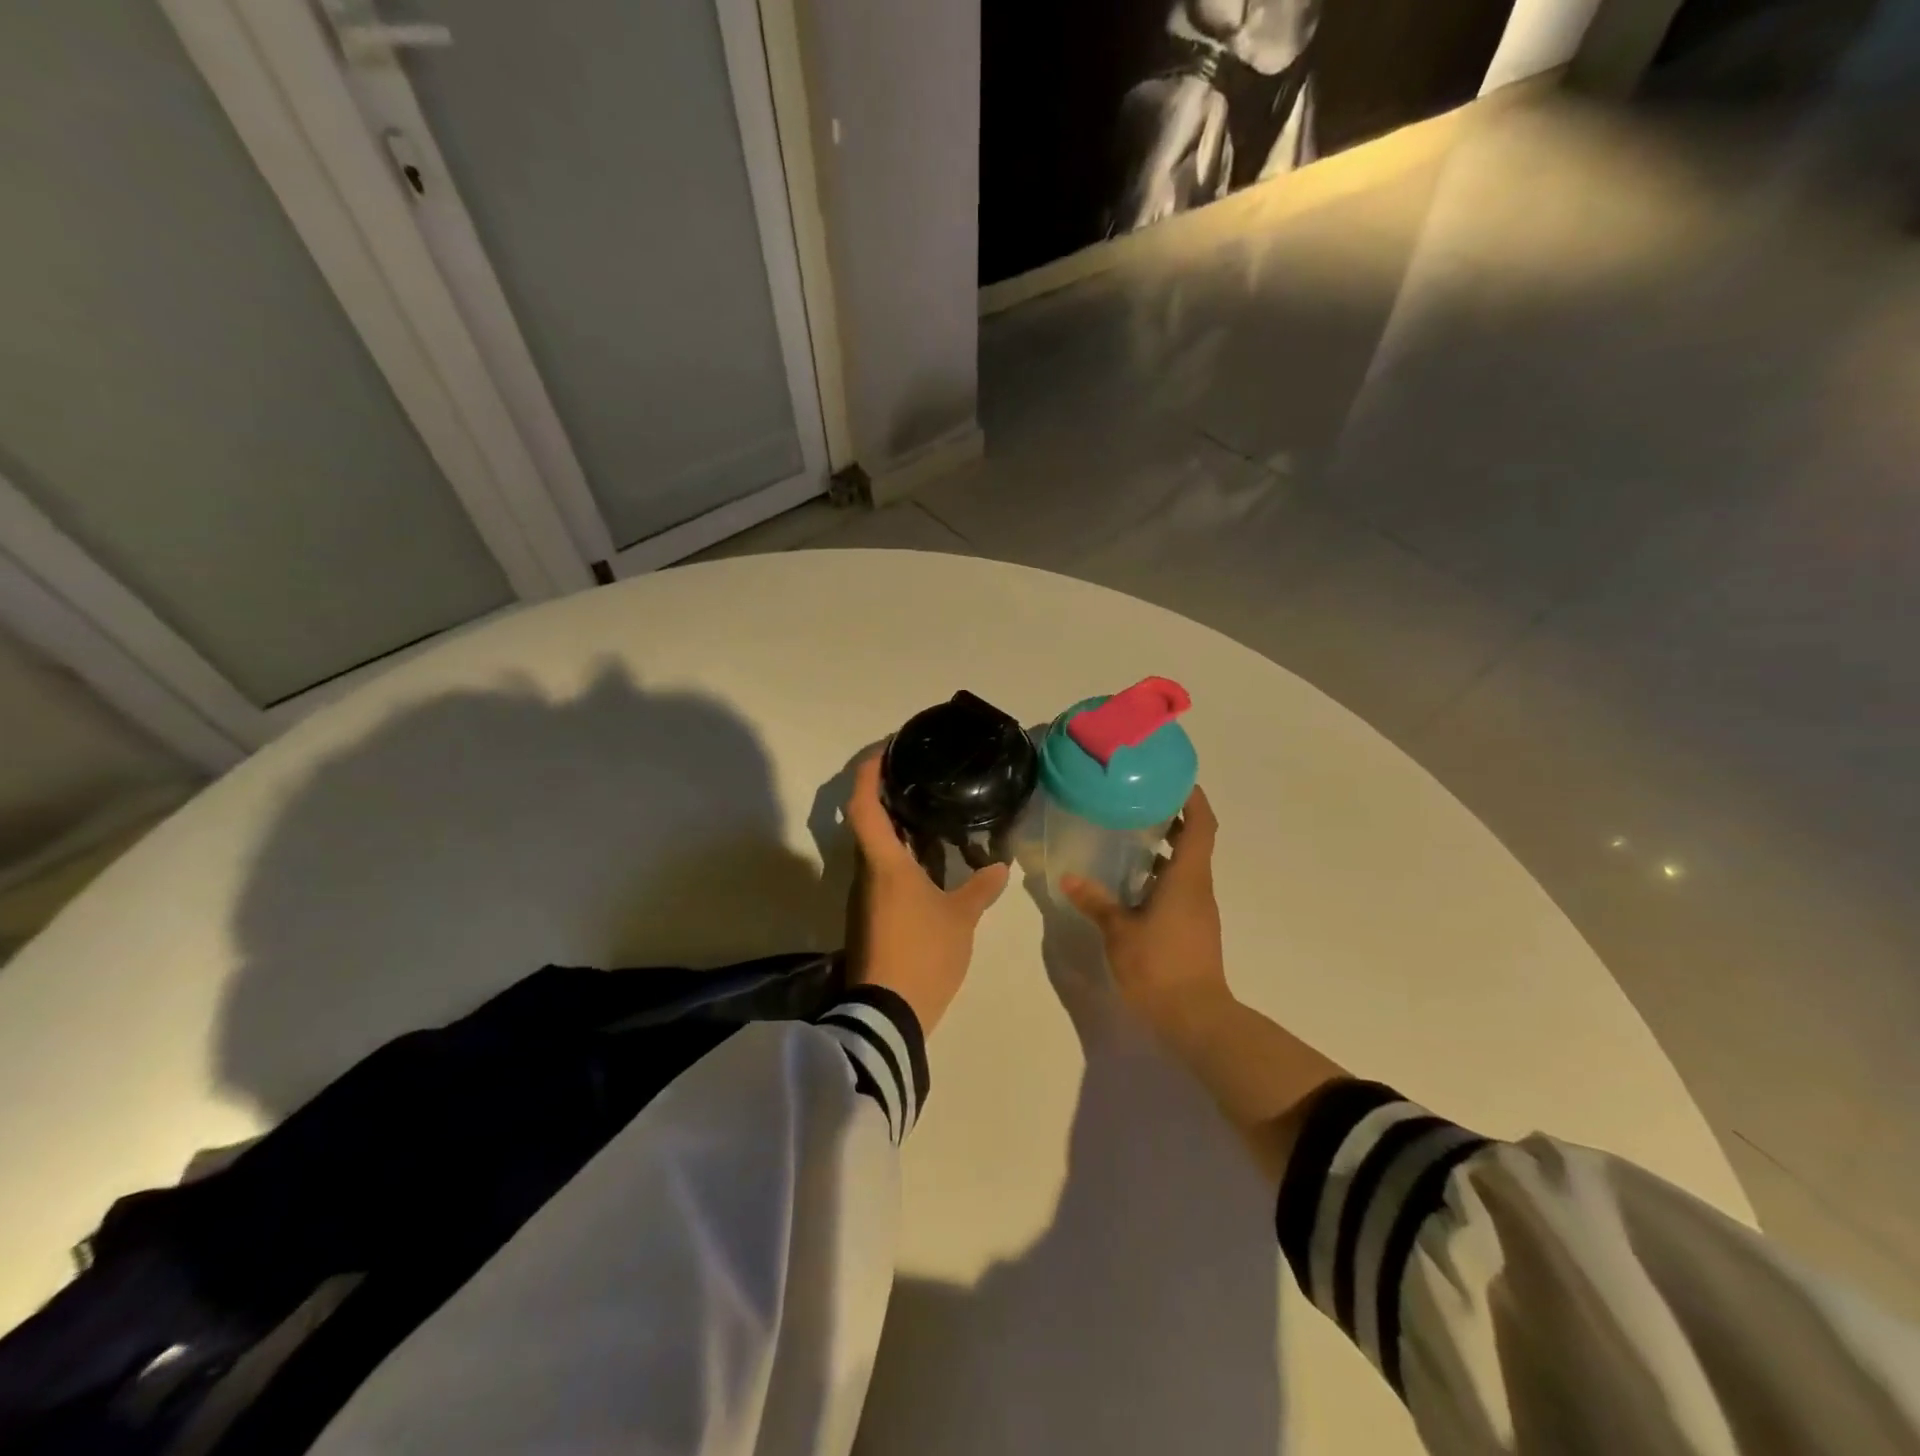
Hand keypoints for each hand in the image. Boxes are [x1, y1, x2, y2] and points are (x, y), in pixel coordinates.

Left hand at [844, 753, 1008, 1033]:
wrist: (887, 1014)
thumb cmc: (922, 954)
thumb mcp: (960, 919)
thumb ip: (980, 888)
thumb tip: (999, 865)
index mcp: (883, 863)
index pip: (864, 804)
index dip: (869, 772)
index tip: (885, 749)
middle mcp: (865, 873)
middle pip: (867, 823)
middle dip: (888, 796)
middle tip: (921, 778)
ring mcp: (863, 898)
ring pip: (876, 850)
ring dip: (897, 829)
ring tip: (932, 814)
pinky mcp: (869, 918)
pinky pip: (882, 874)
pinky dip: (901, 857)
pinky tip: (930, 861)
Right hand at [1060, 785, 1231, 1050]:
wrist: (1195, 1018)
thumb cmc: (1159, 966)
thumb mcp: (1119, 931)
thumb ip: (1096, 901)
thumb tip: (1069, 878)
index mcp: (1187, 878)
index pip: (1202, 825)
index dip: (1193, 798)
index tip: (1174, 778)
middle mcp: (1198, 888)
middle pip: (1195, 842)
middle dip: (1173, 819)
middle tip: (1139, 802)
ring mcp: (1198, 910)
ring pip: (1186, 867)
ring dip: (1165, 849)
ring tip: (1128, 837)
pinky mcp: (1192, 928)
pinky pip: (1180, 889)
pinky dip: (1161, 876)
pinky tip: (1131, 883)